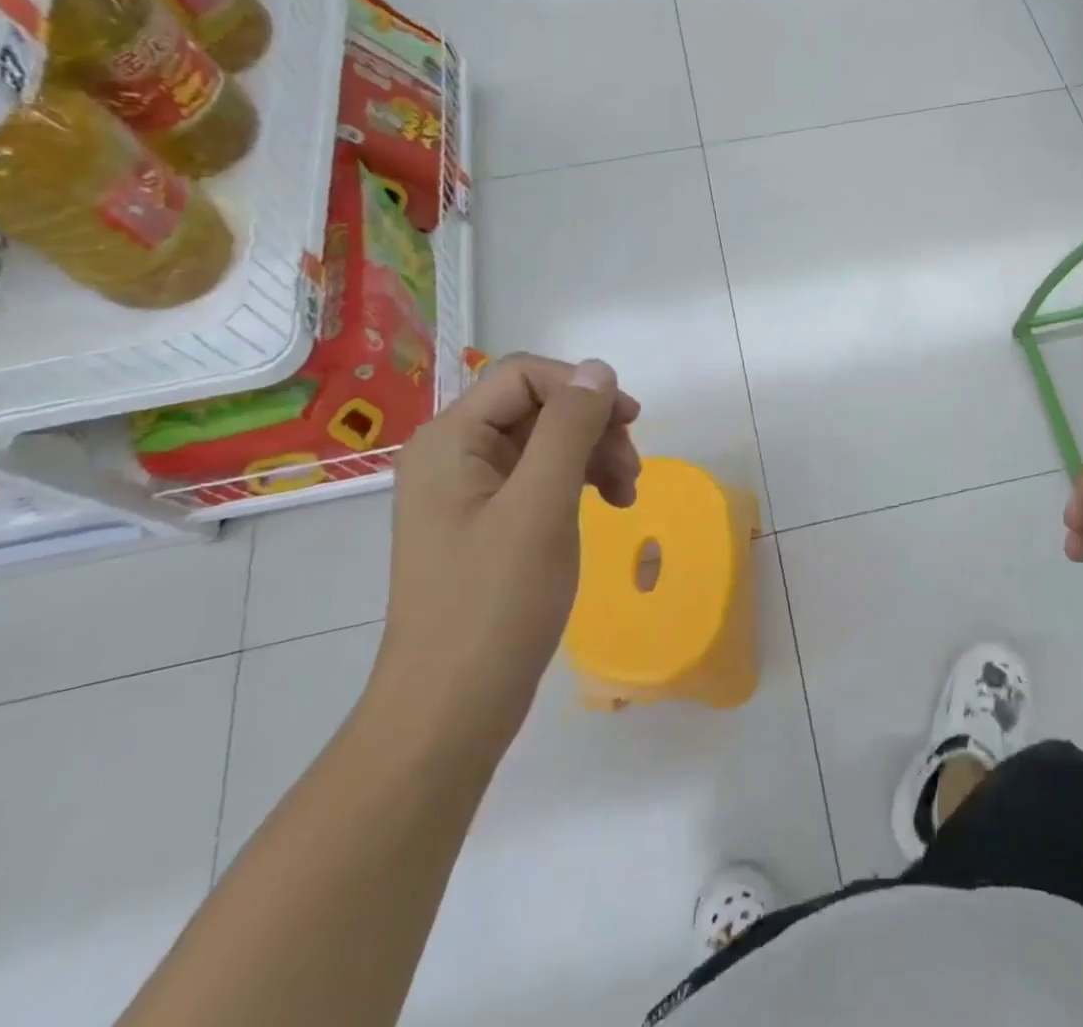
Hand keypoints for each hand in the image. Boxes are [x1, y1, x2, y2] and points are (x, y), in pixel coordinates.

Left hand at [373, 355, 641, 738]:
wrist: (449, 713)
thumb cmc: (494, 604)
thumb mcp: (540, 506)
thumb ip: (569, 427)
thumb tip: (597, 368)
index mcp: (449, 441)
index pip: (523, 376)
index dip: (581, 387)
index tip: (631, 422)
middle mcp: (452, 456)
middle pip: (536, 407)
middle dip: (592, 428)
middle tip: (633, 470)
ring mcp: (467, 493)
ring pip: (543, 443)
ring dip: (592, 455)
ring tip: (627, 494)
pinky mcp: (486, 524)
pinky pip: (538, 479)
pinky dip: (577, 483)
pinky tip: (606, 506)